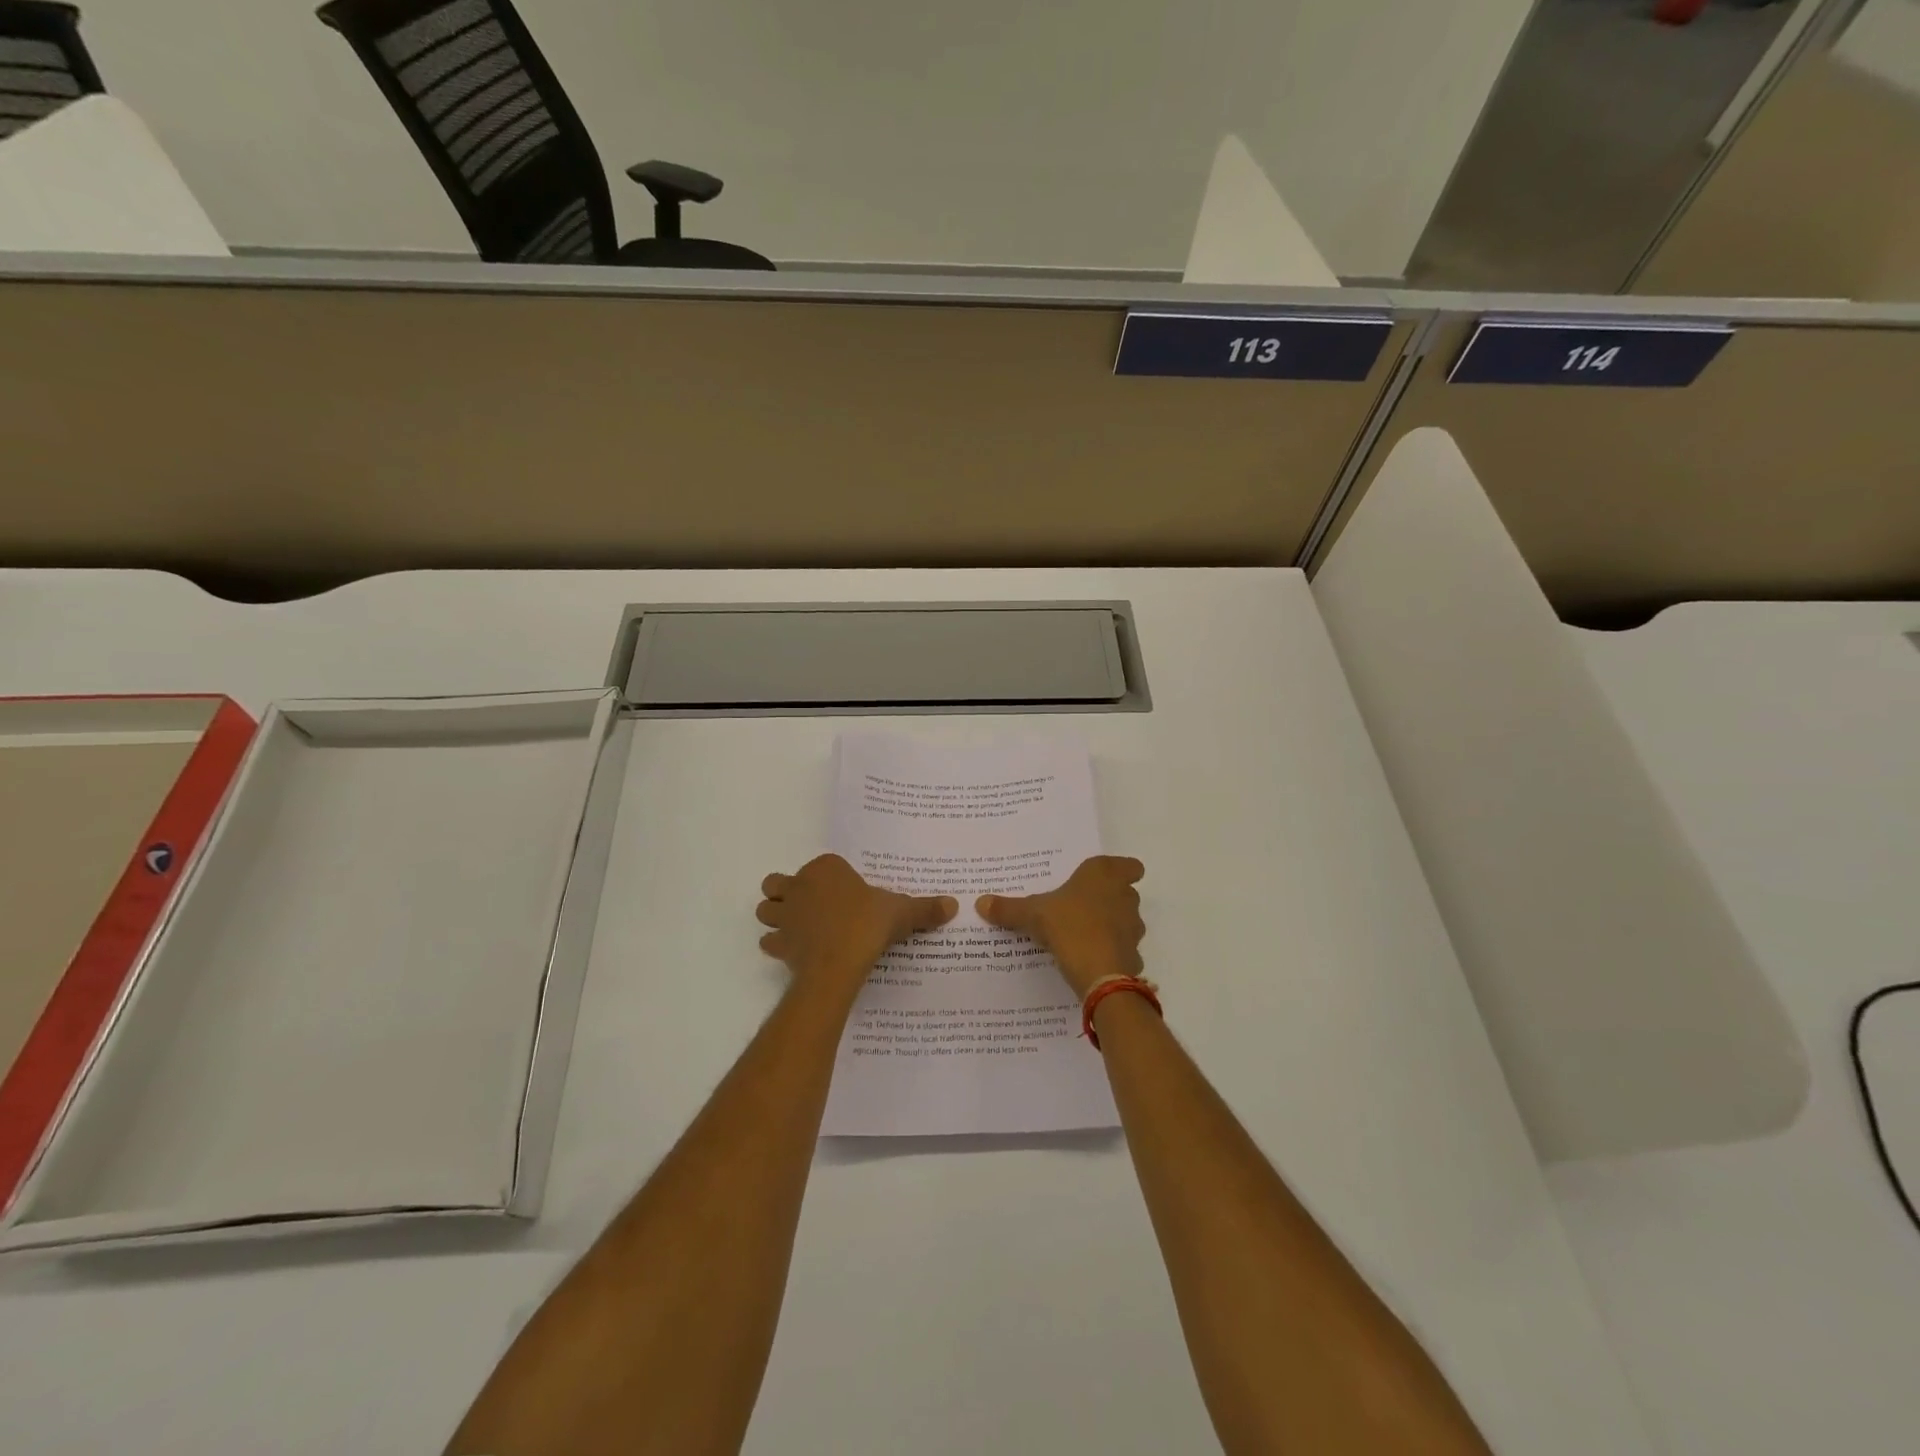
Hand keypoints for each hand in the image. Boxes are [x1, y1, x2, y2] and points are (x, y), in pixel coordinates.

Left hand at [757, 854, 956, 1000]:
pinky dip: (778, 944)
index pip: (822, 866)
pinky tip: (795, 952)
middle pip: (778, 882)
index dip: (830, 878)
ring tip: (797, 927)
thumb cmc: (869, 925)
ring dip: (776, 916)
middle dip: (787, 892)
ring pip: (766, 909)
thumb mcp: (902, 913)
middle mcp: (800, 885)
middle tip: (811, 907)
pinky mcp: (779, 942)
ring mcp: (786, 914)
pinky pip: (770, 940)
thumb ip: (925, 908)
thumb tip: (953, 905)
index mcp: (826, 869)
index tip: (845, 893)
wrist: (840, 961)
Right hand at [977, 856, 1145, 999]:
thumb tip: (980, 902)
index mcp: (1104, 875)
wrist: (1099, 973)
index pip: (1130, 865)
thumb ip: (1009, 908)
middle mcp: (1125, 896)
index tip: (1103, 881)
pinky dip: (1111, 952)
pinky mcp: (1133, 954)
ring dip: (1111, 925)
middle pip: (1125, 892)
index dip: (1122, 871)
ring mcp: (1133, 926)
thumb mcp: (1032, 914)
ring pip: (1126, 920)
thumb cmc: (1068, 926)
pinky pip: (1123, 948)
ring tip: (1081, 934)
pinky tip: (1090, 959)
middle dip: (1109, 899)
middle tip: (1080, 906)